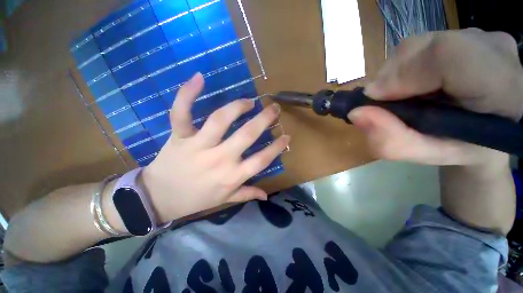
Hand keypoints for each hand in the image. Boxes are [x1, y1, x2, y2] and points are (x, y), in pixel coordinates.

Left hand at [140, 73, 289, 222]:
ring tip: (249, 101)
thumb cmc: (195, 200)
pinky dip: (188, 94)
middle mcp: (219, 159)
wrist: (158, 199)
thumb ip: (246, 194)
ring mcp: (198, 146)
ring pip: (220, 120)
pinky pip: (182, 113)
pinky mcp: (179, 137)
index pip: (261, 160)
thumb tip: (266, 195)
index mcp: (232, 176)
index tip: (286, 136)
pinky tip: (199, 77)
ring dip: (238, 107)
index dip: (277, 147)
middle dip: (264, 119)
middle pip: (246, 135)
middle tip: (273, 108)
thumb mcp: (224, 200)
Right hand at [349, 29, 522, 165]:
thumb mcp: (425, 155)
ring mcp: (484, 37)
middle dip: (392, 75)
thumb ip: (391, 141)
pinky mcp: (470, 33)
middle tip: (386, 101)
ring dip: (397, 71)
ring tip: (402, 93)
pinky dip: (406, 64)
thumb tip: (356, 113)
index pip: (449, 57)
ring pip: (421, 43)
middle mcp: (498, 53)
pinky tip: (413, 81)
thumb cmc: (461, 147)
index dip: (402, 74)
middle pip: (428, 46)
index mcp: (504, 90)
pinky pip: (424, 43)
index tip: (374, 98)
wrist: (489, 129)